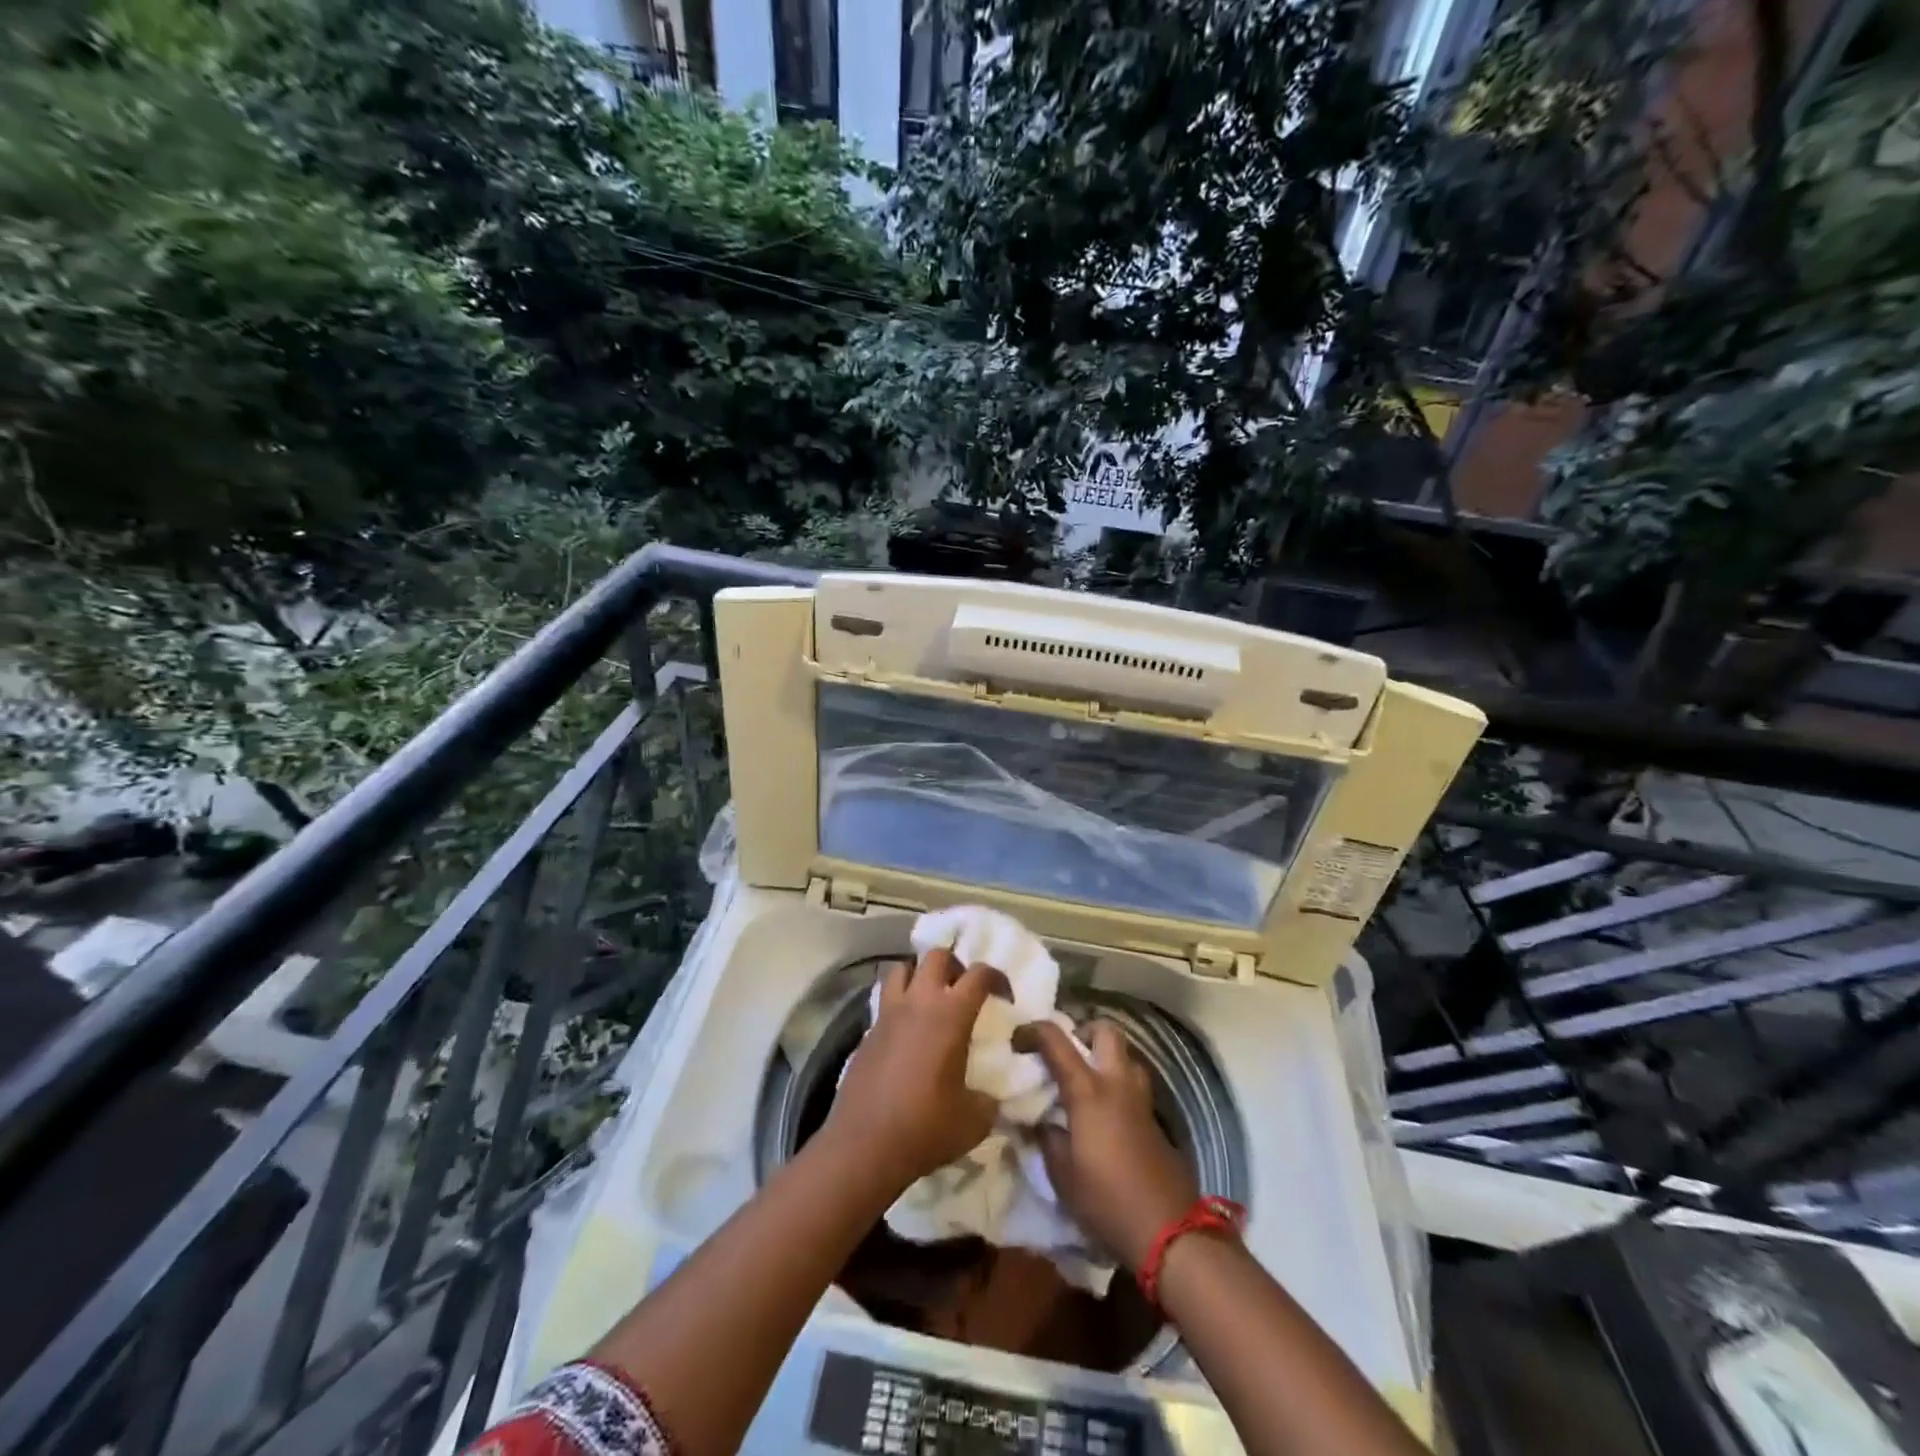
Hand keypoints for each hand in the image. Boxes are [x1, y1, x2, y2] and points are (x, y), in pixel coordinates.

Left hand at [824, 949, 1002, 1190]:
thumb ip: (989, 1098)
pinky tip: (908, 1028)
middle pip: (937, 956)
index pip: (979, 974)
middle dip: (955, 965)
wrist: (865, 1145)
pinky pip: (886, 998)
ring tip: (931, 997)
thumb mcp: (975, 1120)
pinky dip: (900, 1001)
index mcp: (951, 1014)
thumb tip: (991, 1094)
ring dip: (921, 974)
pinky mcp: (868, 1030)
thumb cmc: (926, 1127)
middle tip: (964, 989)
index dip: (997, 977)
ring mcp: (889, 1013)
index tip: (1004, 996)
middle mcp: (919, 1002)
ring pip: (903, 968)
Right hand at [1014, 1019, 1198, 1270]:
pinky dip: (1118, 1084)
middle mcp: (1116, 1083)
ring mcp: (1140, 1099)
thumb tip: (1039, 1121)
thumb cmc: (1106, 1199)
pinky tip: (1105, 1113)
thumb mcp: (1062, 1174)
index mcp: (1088, 1090)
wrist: (1167, 1230)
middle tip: (1067, 1054)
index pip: (1057, 1041)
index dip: (1033, 1030)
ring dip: (1106, 1057)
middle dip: (1084, 1031)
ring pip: (1126, 1055)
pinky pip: (1134, 1083)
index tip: (1018, 1039)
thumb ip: (1047, 1139)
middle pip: (1106, 1031)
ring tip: (1086, 1081)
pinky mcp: (1155, 1119)